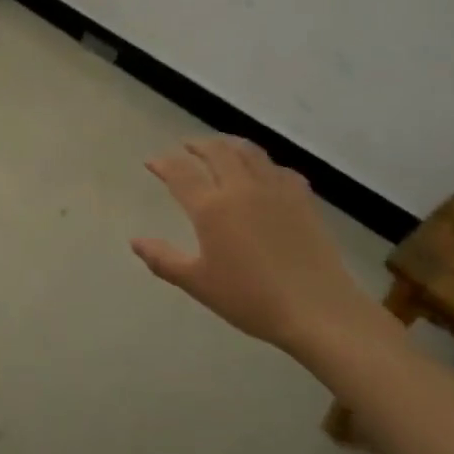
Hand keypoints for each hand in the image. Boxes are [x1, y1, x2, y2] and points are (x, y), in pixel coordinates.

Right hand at [132, 138, 387, 358]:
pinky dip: (263, 163)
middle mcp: (241, 187)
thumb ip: (164, 259)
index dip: (163, 163)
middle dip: (196, 145)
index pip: (180, 172)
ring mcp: (274, 189)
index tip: (152, 162)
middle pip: (215, 151)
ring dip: (228, 144)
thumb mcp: (199, 284)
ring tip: (219, 147)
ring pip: (248, 151)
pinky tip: (263, 173)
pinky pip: (278, 168)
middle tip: (185, 147)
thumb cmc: (252, 299)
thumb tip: (135, 241)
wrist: (318, 309)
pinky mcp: (302, 198)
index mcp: (212, 206)